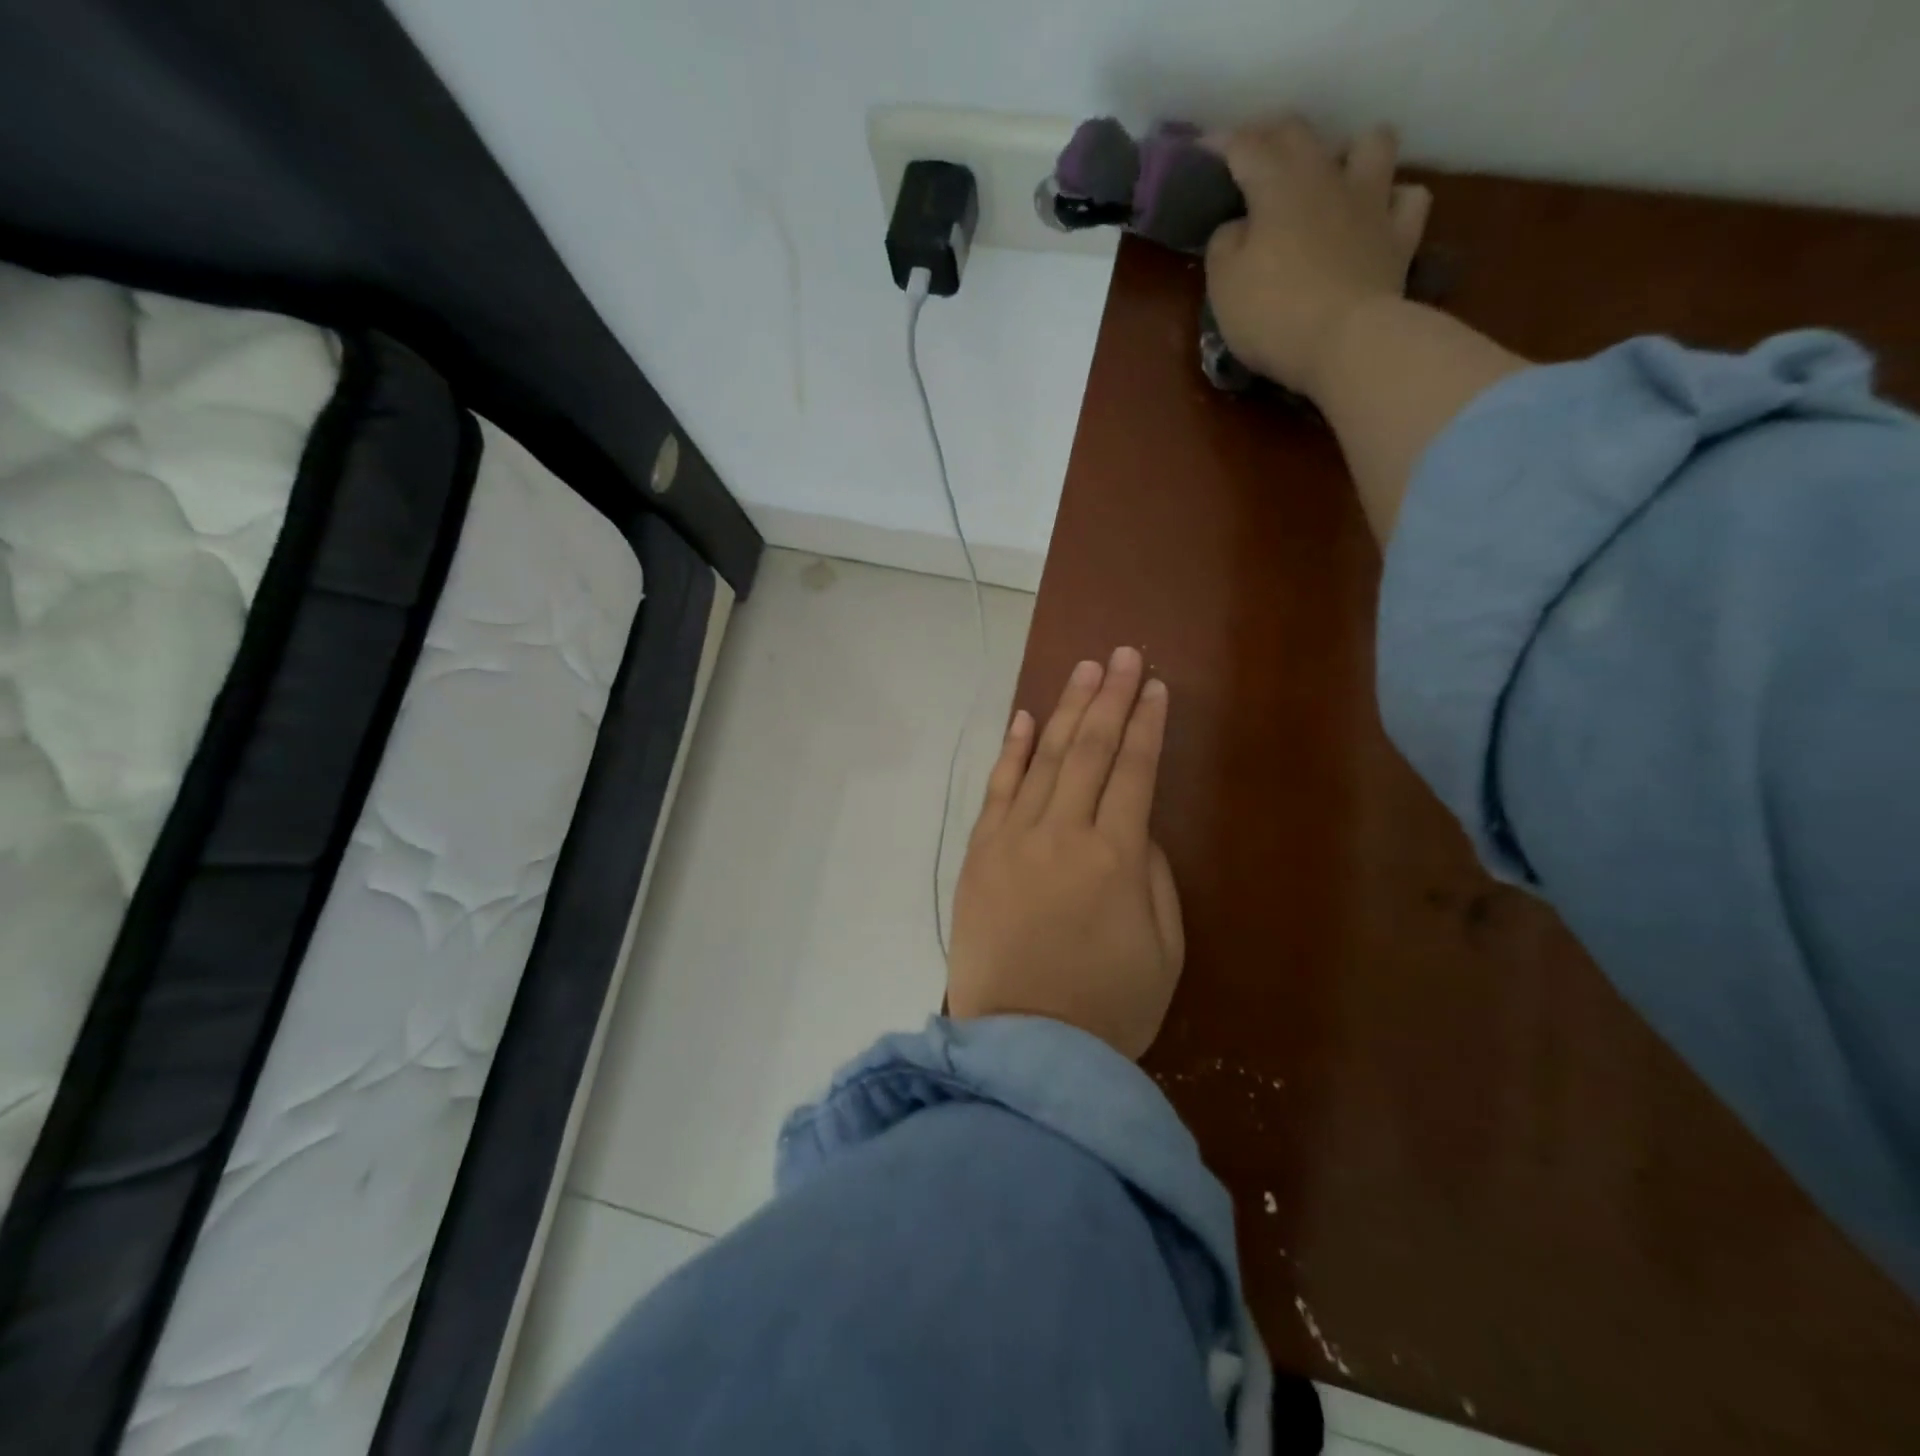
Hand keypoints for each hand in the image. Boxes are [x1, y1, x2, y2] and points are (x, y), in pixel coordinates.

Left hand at [947, 647, 1184, 1060]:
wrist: (1022, 1047)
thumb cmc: (1107, 1008)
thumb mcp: (1164, 950)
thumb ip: (1153, 877)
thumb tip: (1135, 828)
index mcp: (1116, 856)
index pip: (1135, 770)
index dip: (1146, 724)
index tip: (1154, 686)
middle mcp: (1062, 833)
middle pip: (1088, 749)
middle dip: (1109, 697)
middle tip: (1122, 654)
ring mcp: (1013, 839)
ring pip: (1043, 758)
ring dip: (1064, 709)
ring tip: (1083, 670)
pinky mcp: (980, 853)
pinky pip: (997, 790)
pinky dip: (1011, 751)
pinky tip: (1023, 718)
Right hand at [1205, 117, 1431, 395]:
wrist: (1347, 344)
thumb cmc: (1273, 315)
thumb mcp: (1223, 286)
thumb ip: (1224, 246)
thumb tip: (1237, 228)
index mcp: (1278, 186)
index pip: (1246, 147)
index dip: (1222, 145)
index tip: (1203, 152)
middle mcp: (1327, 178)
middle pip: (1301, 133)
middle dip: (1273, 137)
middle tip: (1254, 157)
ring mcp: (1371, 203)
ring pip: (1372, 144)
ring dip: (1350, 152)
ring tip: (1333, 177)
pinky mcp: (1400, 237)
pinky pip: (1408, 199)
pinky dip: (1393, 201)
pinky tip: (1378, 215)